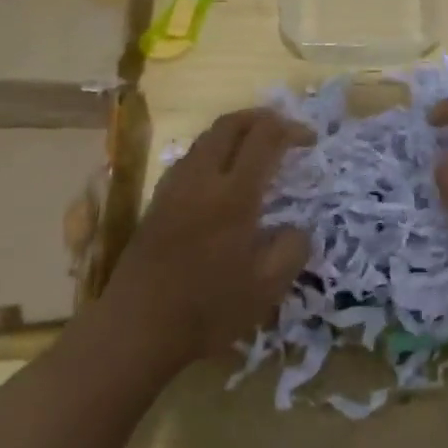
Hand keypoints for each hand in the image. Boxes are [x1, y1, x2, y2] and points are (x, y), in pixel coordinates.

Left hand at [104, 108, 313, 365]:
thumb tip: (298, 228)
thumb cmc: (208, 309)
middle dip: (261, 117)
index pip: (265, 138)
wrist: (136, 329)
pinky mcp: (157, 202)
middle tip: (284, 129)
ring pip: (206, 138)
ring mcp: (174, 188)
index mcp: (234, 195)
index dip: (291, 129)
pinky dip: (213, 151)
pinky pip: (189, 158)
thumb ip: (292, 250)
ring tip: (256, 148)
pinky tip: (221, 177)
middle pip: (230, 124)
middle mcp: (201, 180)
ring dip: (235, 132)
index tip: (310, 139)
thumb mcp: (267, 289)